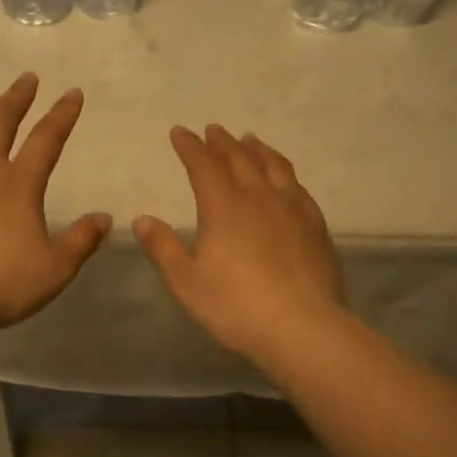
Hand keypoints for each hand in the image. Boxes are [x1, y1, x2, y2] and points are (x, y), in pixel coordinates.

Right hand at [134, 125, 344, 367]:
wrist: (301, 327)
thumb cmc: (235, 306)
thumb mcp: (186, 281)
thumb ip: (163, 247)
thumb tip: (141, 219)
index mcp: (223, 207)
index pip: (203, 166)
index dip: (190, 147)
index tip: (179, 132)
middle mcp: (259, 197)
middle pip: (239, 158)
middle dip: (222, 142)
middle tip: (213, 129)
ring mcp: (292, 209)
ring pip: (274, 166)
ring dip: (257, 149)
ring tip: (250, 140)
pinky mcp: (315, 225)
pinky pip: (298, 186)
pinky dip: (284, 172)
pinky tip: (284, 179)